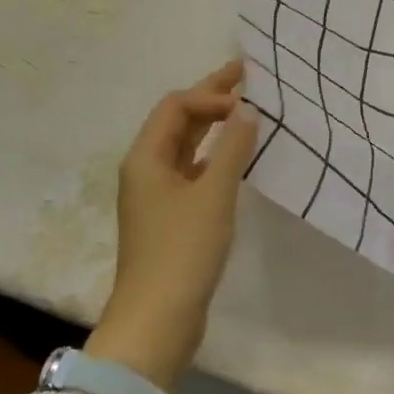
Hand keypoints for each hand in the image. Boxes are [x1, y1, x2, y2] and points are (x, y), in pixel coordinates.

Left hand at [92, 61, 257, 388]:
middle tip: (245, 75)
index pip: (176, 106)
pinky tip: (236, 157)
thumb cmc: (183, 249)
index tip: (247, 102)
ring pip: (185, 147)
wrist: (157, 318)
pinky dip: (214, 156)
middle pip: (177, 121)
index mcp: (146, 157)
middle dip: (210, 99)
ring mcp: (156, 195)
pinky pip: (192, 171)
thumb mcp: (214, 194)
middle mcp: (146, 169)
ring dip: (213, 126)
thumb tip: (247, 110)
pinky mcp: (169, 217)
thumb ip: (233, 148)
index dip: (210, 95)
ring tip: (244, 109)